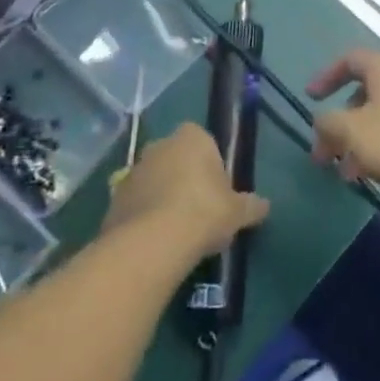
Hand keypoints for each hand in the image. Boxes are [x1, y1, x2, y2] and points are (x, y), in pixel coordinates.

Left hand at [102, 122, 268, 262]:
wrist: (152, 243)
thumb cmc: (203, 212)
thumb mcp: (237, 212)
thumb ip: (251, 206)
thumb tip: (265, 206)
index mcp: (191, 137)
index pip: (203, 141)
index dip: (211, 165)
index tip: (218, 191)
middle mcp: (159, 145)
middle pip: (176, 158)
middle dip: (185, 179)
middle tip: (199, 211)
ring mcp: (133, 171)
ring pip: (154, 181)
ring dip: (162, 198)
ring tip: (177, 233)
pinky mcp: (114, 199)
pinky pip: (136, 204)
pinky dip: (144, 218)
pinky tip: (156, 243)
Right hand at [307, 50, 379, 196]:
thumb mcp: (354, 134)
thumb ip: (329, 124)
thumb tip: (321, 120)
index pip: (350, 59)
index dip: (327, 76)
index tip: (311, 98)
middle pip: (367, 91)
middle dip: (343, 122)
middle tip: (328, 154)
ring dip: (363, 140)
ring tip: (351, 174)